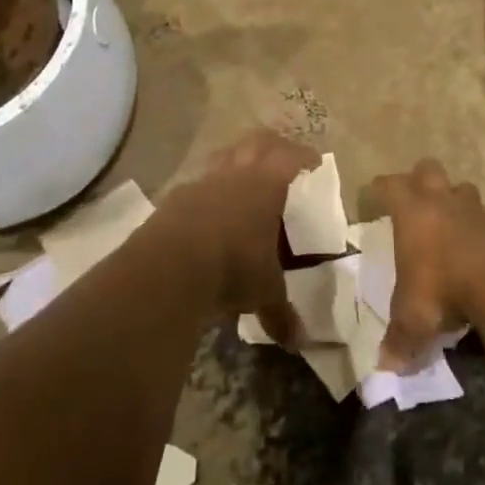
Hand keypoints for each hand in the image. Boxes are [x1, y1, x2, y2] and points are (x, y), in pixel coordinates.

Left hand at [157, 130, 317, 346]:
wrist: (169, 266)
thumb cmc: (232, 267)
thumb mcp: (264, 292)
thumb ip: (281, 312)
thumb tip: (298, 343)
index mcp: (267, 184)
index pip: (291, 156)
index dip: (305, 156)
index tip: (315, 161)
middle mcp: (236, 173)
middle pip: (257, 141)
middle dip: (272, 145)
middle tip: (282, 157)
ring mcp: (202, 181)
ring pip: (224, 154)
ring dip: (237, 159)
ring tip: (244, 175)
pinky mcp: (176, 196)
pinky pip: (198, 181)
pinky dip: (209, 187)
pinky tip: (210, 206)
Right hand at [363, 159, 484, 371]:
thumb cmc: (445, 289)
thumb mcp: (415, 320)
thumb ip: (400, 340)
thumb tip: (386, 367)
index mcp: (413, 214)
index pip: (390, 186)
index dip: (381, 189)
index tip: (375, 195)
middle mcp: (443, 203)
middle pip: (429, 169)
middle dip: (421, 180)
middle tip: (417, 202)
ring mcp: (478, 211)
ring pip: (463, 190)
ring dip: (456, 202)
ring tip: (452, 226)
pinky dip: (484, 232)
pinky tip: (482, 255)